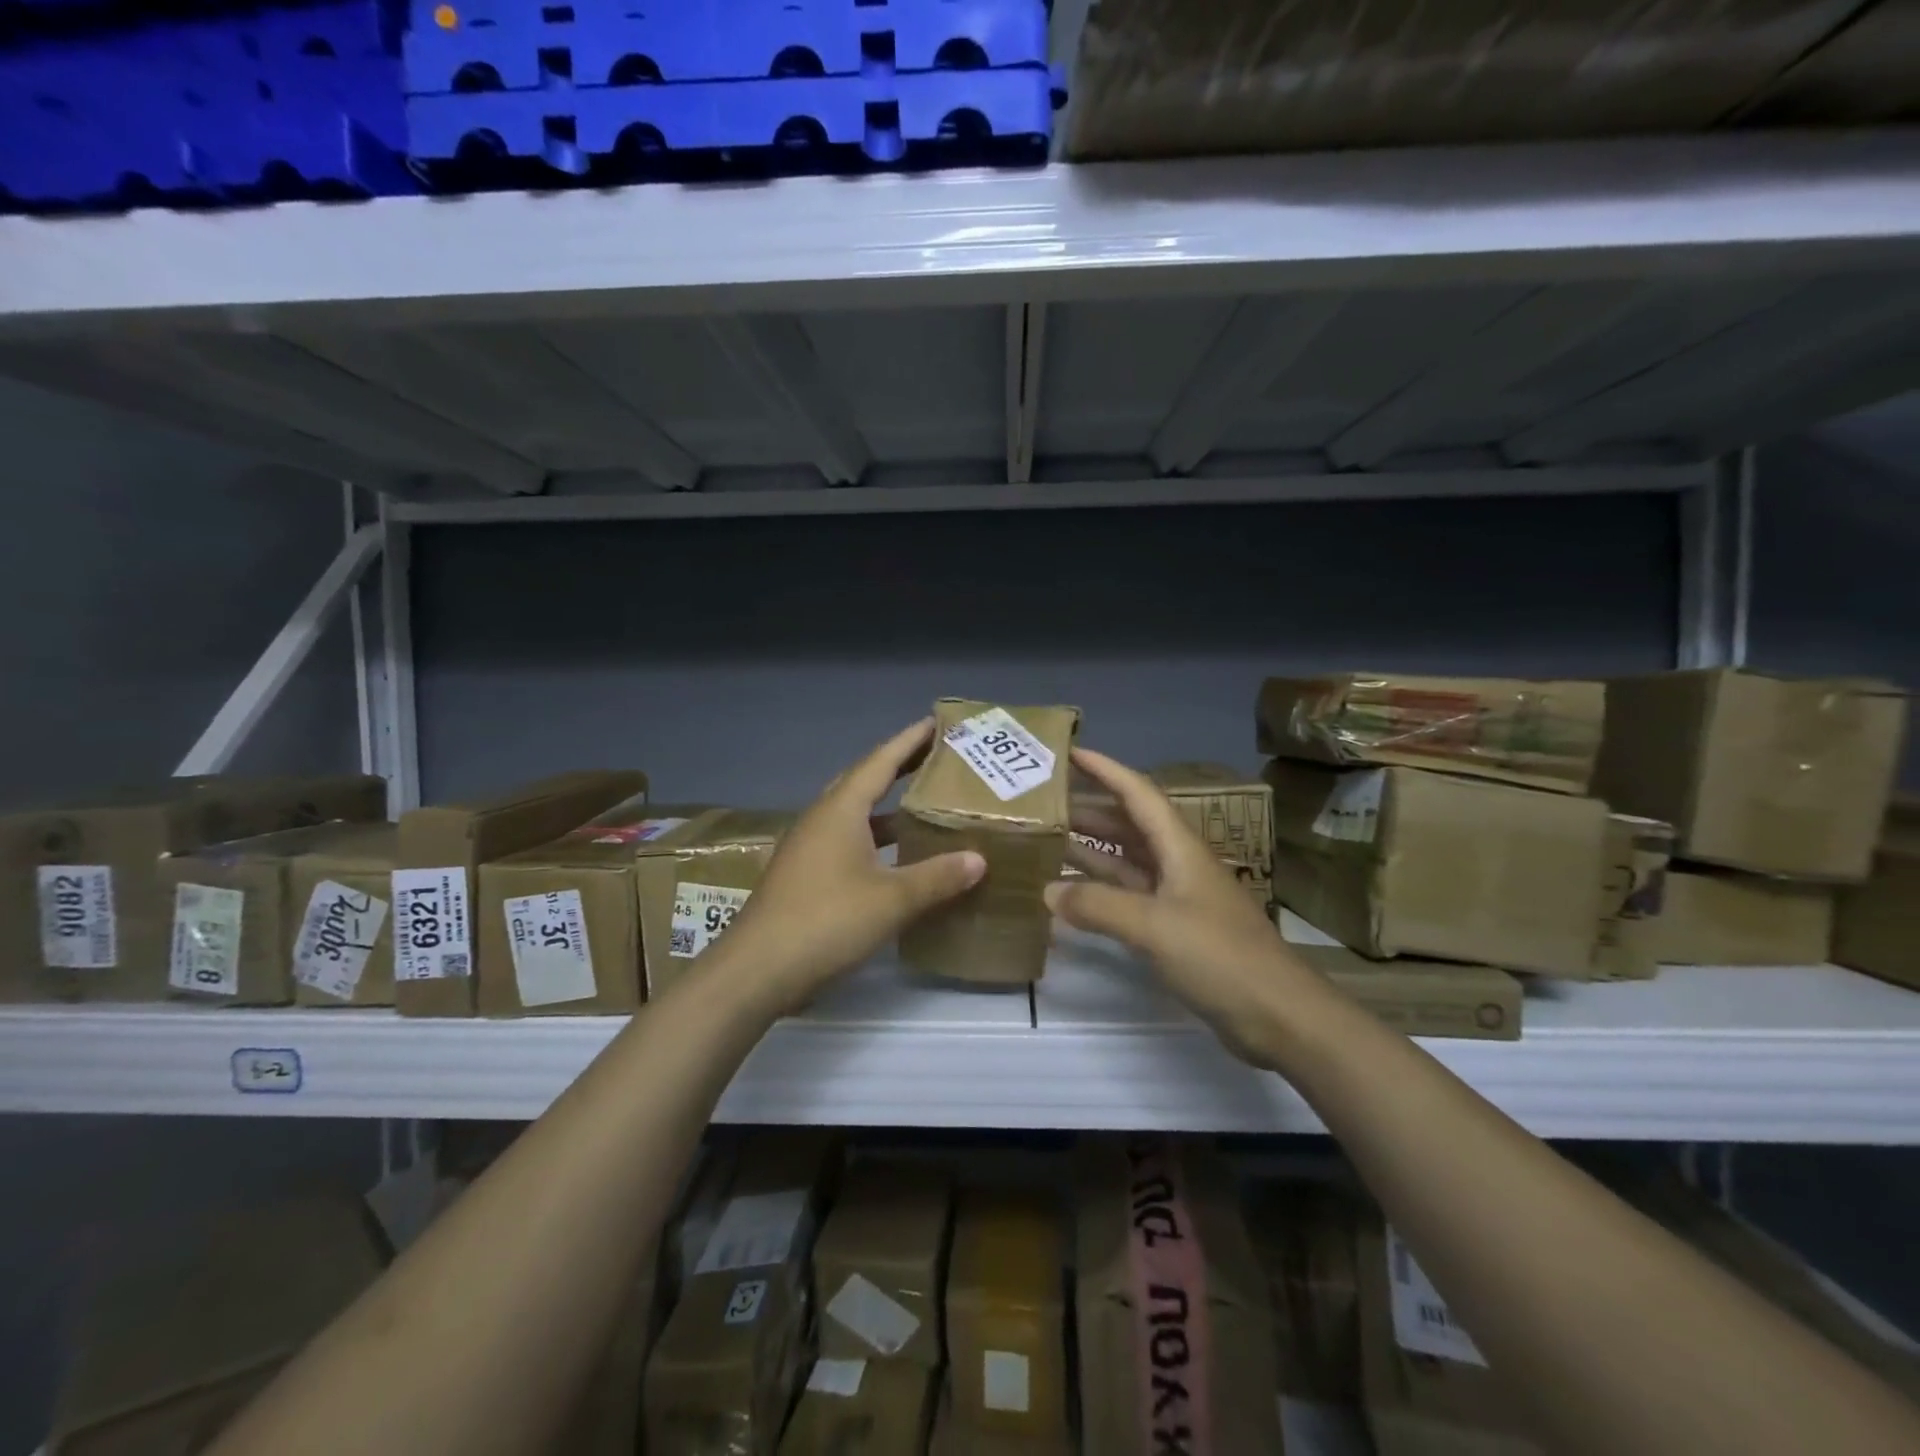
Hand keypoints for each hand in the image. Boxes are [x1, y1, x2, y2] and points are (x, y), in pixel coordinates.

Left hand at [709, 719, 985, 1015]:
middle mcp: (822, 818)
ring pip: (854, 813)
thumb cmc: (827, 921)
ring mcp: (808, 846)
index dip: (910, 741)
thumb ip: (937, 876)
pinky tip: (894, 856)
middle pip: (864, 780)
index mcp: (841, 810)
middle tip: (935, 760)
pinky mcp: (804, 873)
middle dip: (899, 767)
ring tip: (922, 805)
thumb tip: (978, 859)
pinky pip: (846, 839)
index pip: (881, 761)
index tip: (935, 723)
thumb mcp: (892, 900)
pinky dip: (874, 837)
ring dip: (886, 806)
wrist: (758, 969)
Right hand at [1047, 747, 1317, 1063]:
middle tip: (1044, 804)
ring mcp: (1176, 897)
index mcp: (1179, 847)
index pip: (1138, 794)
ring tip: (1046, 841)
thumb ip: (1099, 906)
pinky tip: (1070, 896)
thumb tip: (1047, 892)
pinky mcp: (1174, 930)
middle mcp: (1177, 863)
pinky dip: (1099, 891)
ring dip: (1090, 849)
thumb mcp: (1155, 926)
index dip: (1105, 770)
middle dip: (1088, 809)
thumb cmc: (1220, 956)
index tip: (1069, 753)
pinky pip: (1127, 896)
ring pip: (1126, 860)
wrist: (1279, 1015)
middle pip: (1128, 824)